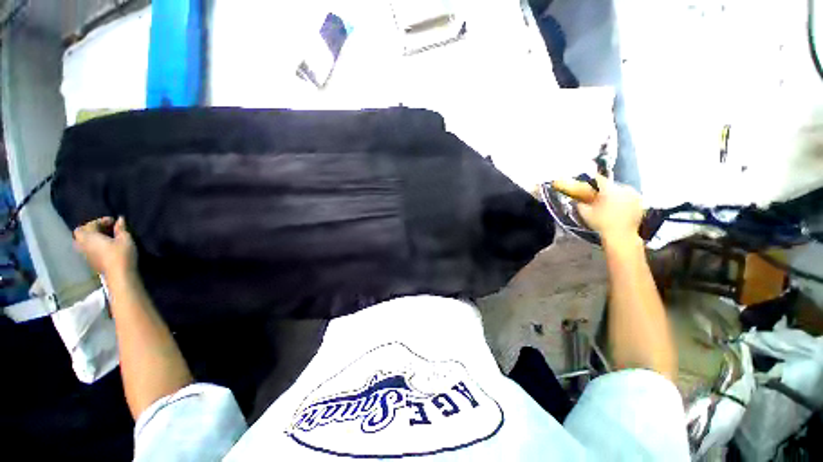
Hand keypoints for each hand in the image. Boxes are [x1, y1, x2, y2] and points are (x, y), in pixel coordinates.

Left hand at [73, 217, 137, 277]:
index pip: (90, 224)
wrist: (119, 275)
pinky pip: (86, 250)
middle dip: (90, 229)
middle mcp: (83, 244)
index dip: (101, 221)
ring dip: (90, 238)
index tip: (113, 222)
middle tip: (104, 229)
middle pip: (80, 233)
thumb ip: (121, 228)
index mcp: (89, 237)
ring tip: (103, 238)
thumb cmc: (121, 254)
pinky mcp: (90, 262)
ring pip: (81, 242)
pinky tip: (103, 247)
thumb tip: (120, 219)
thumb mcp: (125, 239)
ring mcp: (85, 255)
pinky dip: (92, 245)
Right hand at [576, 174, 643, 243]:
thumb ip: (580, 203)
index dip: (591, 180)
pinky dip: (623, 200)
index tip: (587, 183)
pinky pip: (629, 197)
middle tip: (597, 197)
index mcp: (609, 190)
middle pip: (611, 185)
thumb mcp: (585, 213)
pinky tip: (618, 208)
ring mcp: (634, 195)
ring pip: (621, 190)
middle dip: (604, 190)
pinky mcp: (640, 202)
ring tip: (608, 203)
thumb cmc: (601, 223)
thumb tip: (577, 198)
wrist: (621, 235)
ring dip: (614, 194)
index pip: (599, 179)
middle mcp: (624, 189)